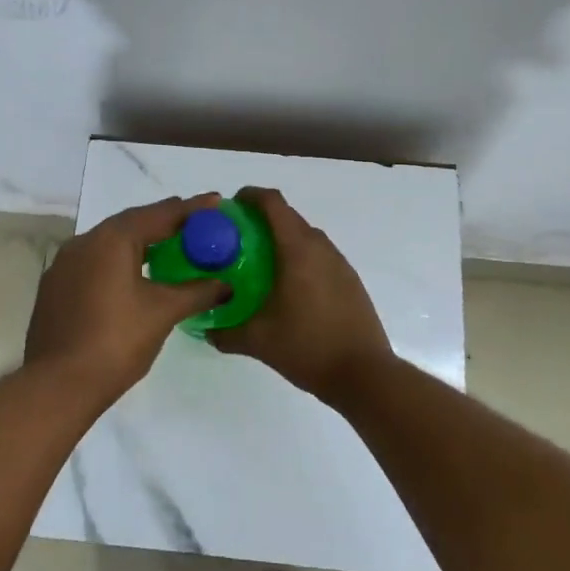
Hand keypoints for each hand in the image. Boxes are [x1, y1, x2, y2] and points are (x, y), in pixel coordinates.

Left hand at [24, 194, 230, 403]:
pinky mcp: (56, 286)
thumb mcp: (163, 313)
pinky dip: (118, 261)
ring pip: (110, 242)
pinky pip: (94, 262)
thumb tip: (226, 285)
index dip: (191, 209)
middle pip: (132, 223)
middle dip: (165, 221)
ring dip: (140, 242)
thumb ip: (197, 292)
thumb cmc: (116, 341)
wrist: (58, 385)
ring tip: (168, 247)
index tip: (216, 201)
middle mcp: (85, 241)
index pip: (160, 214)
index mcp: (112, 239)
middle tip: (195, 224)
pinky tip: (132, 277)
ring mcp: (65, 264)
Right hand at [209, 187, 394, 403]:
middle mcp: (321, 247)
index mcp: (297, 250)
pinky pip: (319, 255)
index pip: (273, 203)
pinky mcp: (350, 280)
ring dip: (283, 239)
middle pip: (289, 217)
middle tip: (236, 240)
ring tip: (259, 263)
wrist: (364, 374)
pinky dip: (300, 257)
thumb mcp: (259, 340)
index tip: (230, 207)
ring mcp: (339, 263)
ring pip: (306, 236)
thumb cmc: (308, 347)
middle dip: (262, 220)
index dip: (250, 196)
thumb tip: (205, 330)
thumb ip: (226, 332)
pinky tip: (288, 287)